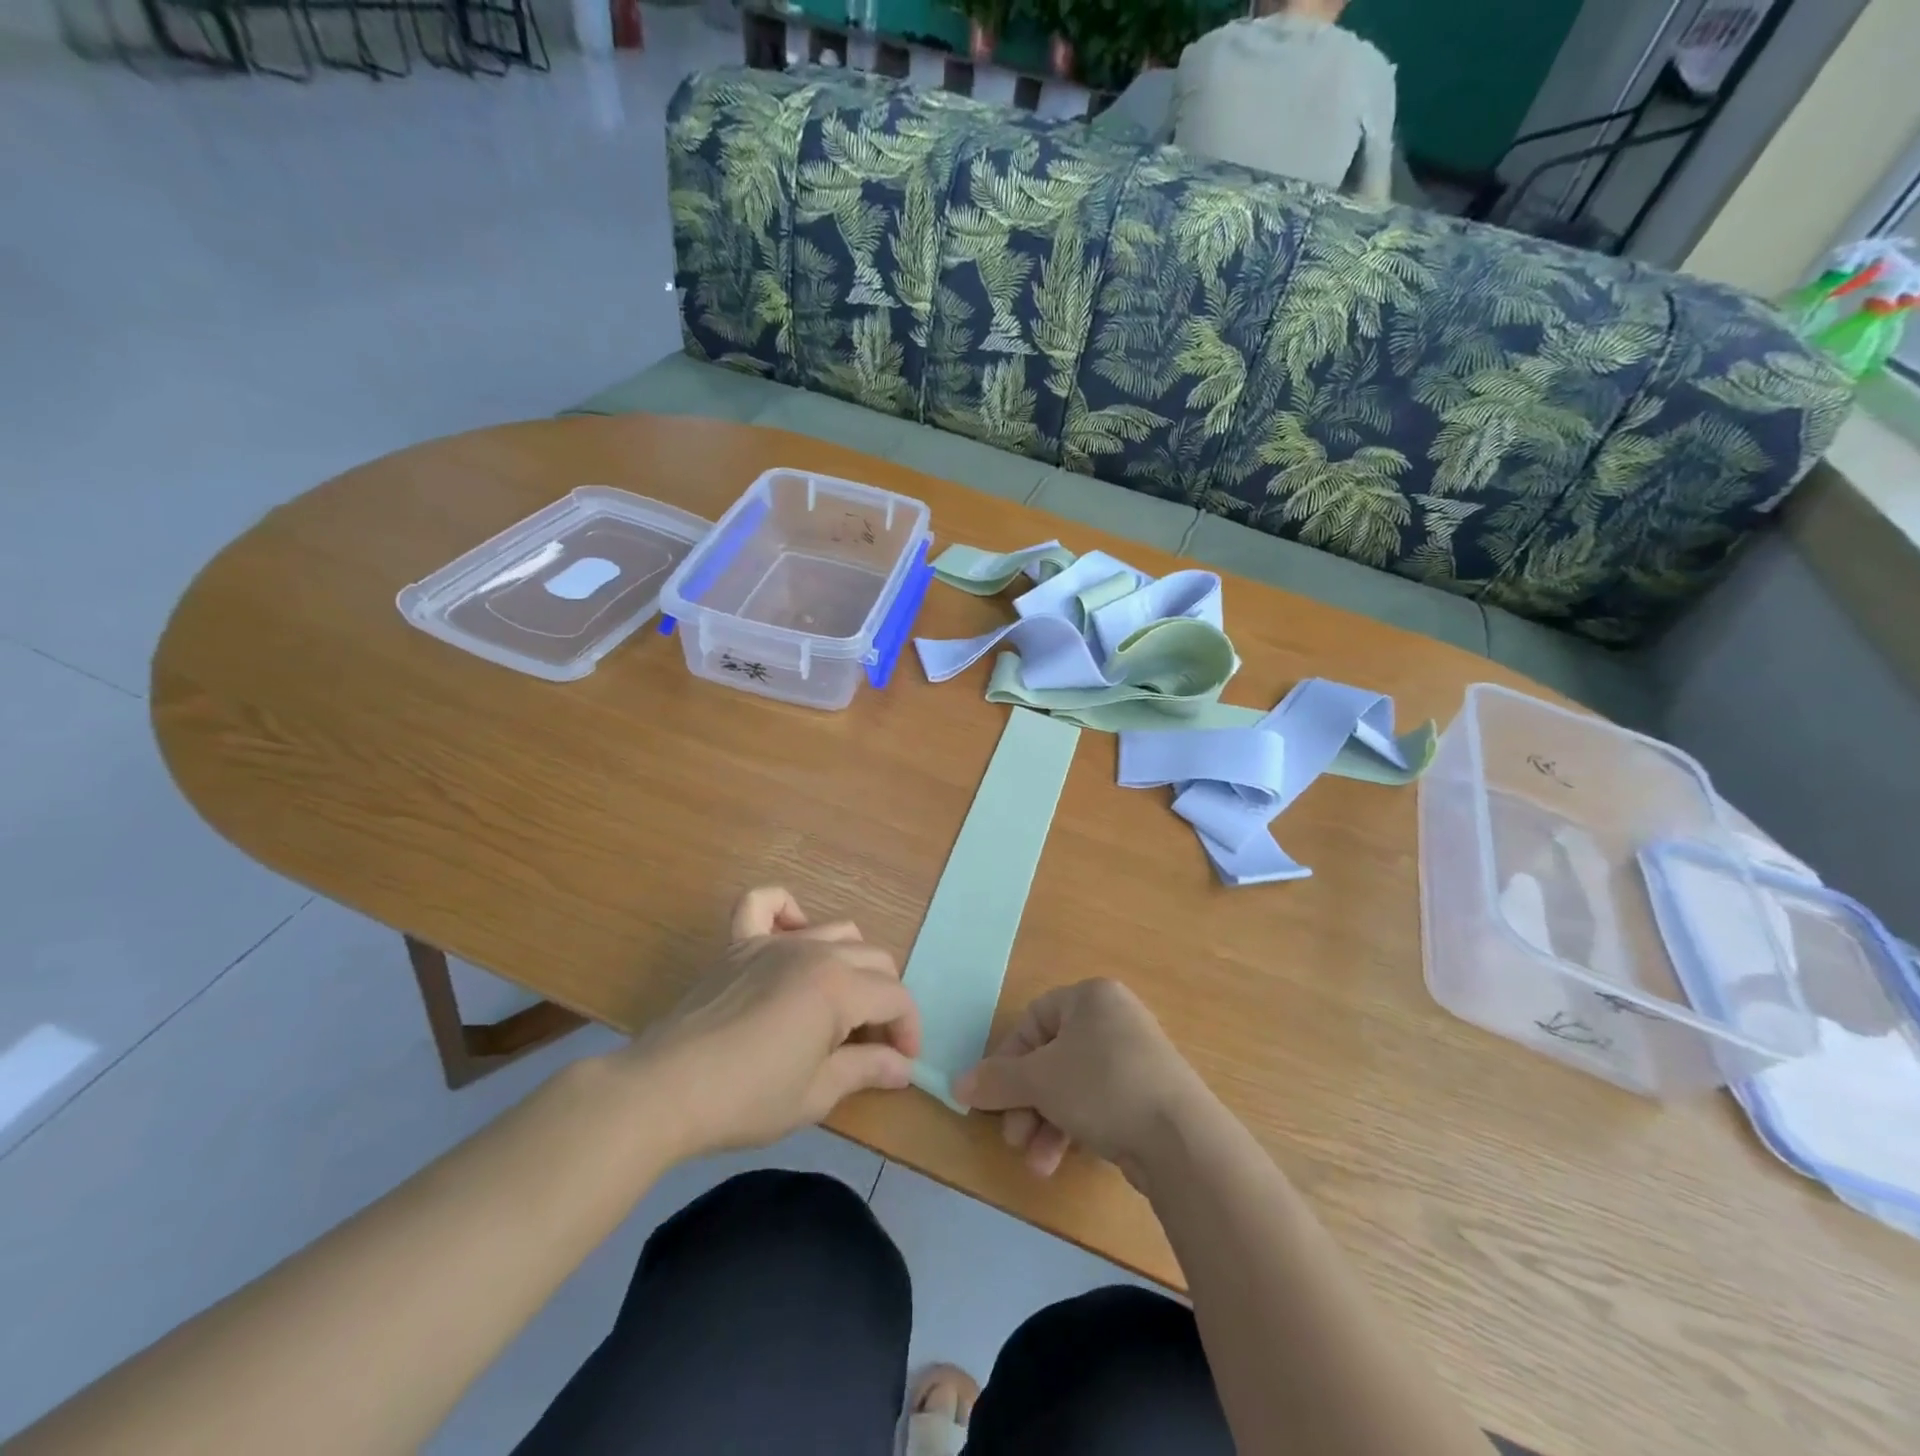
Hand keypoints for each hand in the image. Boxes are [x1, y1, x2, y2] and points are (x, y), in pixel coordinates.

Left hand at [635, 887, 921, 1156]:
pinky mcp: (738, 945)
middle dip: (885, 1000)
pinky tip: (793, 933)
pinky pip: (764, 903)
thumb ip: (866, 1070)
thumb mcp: (816, 1094)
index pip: (896, 997)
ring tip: (840, 1004)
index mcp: (840, 987)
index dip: (908, 1029)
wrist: (665, 1091)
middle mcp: (814, 951)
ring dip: (851, 963)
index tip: (902, 1063)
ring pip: (836, 931)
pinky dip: (785, 909)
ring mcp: (774, 941)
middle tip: (872, 1044)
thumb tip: (903, 1067)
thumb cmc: (747, 1098)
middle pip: (874, 960)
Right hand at [954, 979, 1213, 1186]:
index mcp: (1090, 997)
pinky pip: (1096, 1104)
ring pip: (1071, 1086)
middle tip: (1013, 1137)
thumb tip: (957, 1085)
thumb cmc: (1102, 1086)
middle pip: (1051, 1058)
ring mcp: (1134, 1058)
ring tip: (1035, 1162)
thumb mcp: (1040, 1080)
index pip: (1033, 1020)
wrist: (1181, 1138)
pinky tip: (1058, 1162)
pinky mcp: (1147, 1096)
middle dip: (1026, 1102)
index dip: (1007, 1059)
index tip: (992, 1096)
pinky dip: (1073, 1130)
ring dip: (1045, 1124)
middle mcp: (1113, 1019)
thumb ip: (996, 1081)